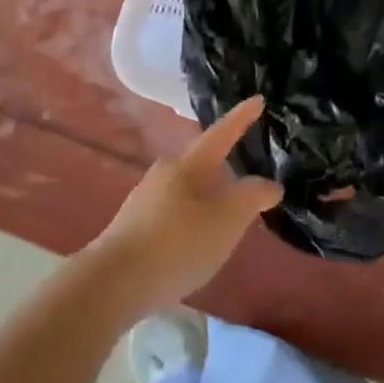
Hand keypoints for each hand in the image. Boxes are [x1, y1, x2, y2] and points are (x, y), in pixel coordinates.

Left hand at [84, 97, 281, 309]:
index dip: (242, 118)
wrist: (114, 282)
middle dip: (224, 166)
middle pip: (201, 161)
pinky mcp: (134, 225)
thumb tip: (269, 185)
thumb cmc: (178, 243)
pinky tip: (198, 239)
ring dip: (208, 196)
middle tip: (247, 178)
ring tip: (227, 215)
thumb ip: (252, 198)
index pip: (222, 133)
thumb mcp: (227, 221)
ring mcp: (145, 198)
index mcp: (189, 164)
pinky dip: (192, 217)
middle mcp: (165, 172)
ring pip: (186, 188)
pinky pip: (173, 211)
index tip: (258, 100)